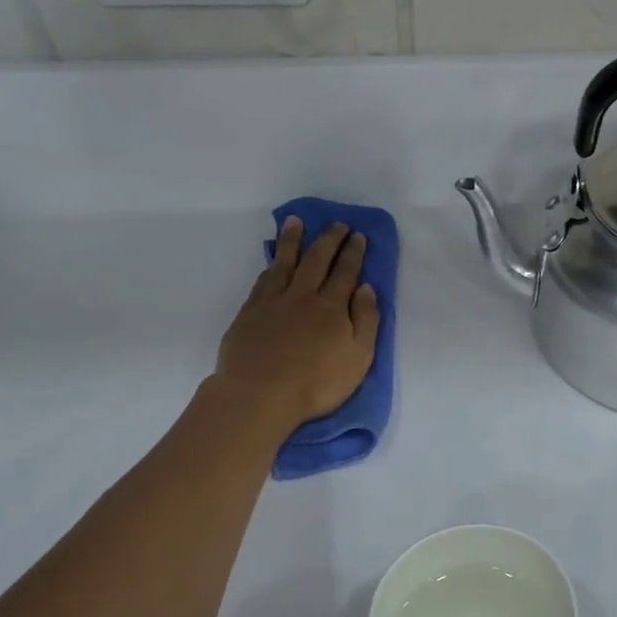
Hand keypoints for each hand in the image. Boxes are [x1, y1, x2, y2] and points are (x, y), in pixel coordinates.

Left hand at [215, 218, 379, 431]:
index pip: (346, 273)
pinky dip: (271, 266)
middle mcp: (303, 296)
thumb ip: (365, 321)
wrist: (260, 394)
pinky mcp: (250, 313)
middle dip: (329, 240)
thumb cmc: (316, 383)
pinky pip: (263, 280)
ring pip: (285, 263)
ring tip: (296, 222)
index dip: (353, 253)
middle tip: (337, 224)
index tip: (358, 235)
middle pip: (317, 260)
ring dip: (293, 240)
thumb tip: (366, 288)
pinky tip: (272, 261)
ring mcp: (273, 302)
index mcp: (332, 308)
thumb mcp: (358, 358)